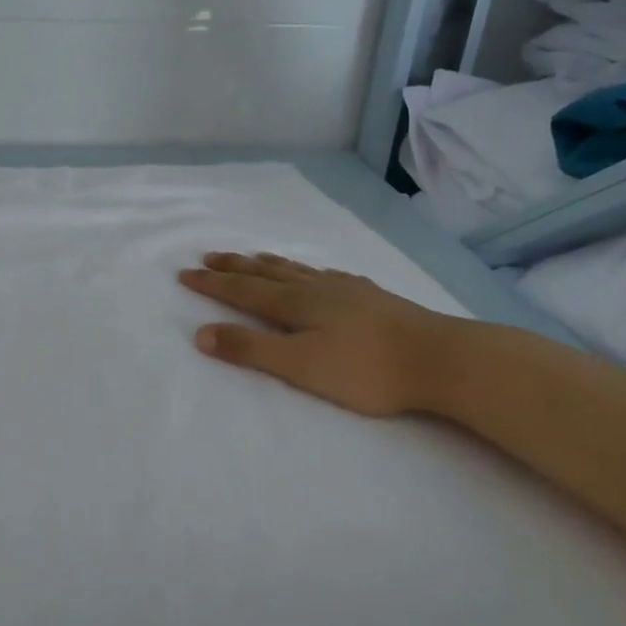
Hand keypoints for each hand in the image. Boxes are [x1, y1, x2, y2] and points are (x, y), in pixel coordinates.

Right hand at [179, 252, 461, 417]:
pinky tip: (316, 273)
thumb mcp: (299, 366)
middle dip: (234, 267)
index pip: (243, 291)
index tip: (185, 274)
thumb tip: (201, 334)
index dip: (213, 284)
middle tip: (209, 257)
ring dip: (268, 263)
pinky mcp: (370, 296)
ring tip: (252, 256)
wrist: (440, 358)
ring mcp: (345, 288)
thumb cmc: (365, 369)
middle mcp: (315, 288)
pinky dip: (305, 270)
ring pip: (296, 269)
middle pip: (266, 273)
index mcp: (295, 304)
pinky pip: (324, 274)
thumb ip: (251, 350)